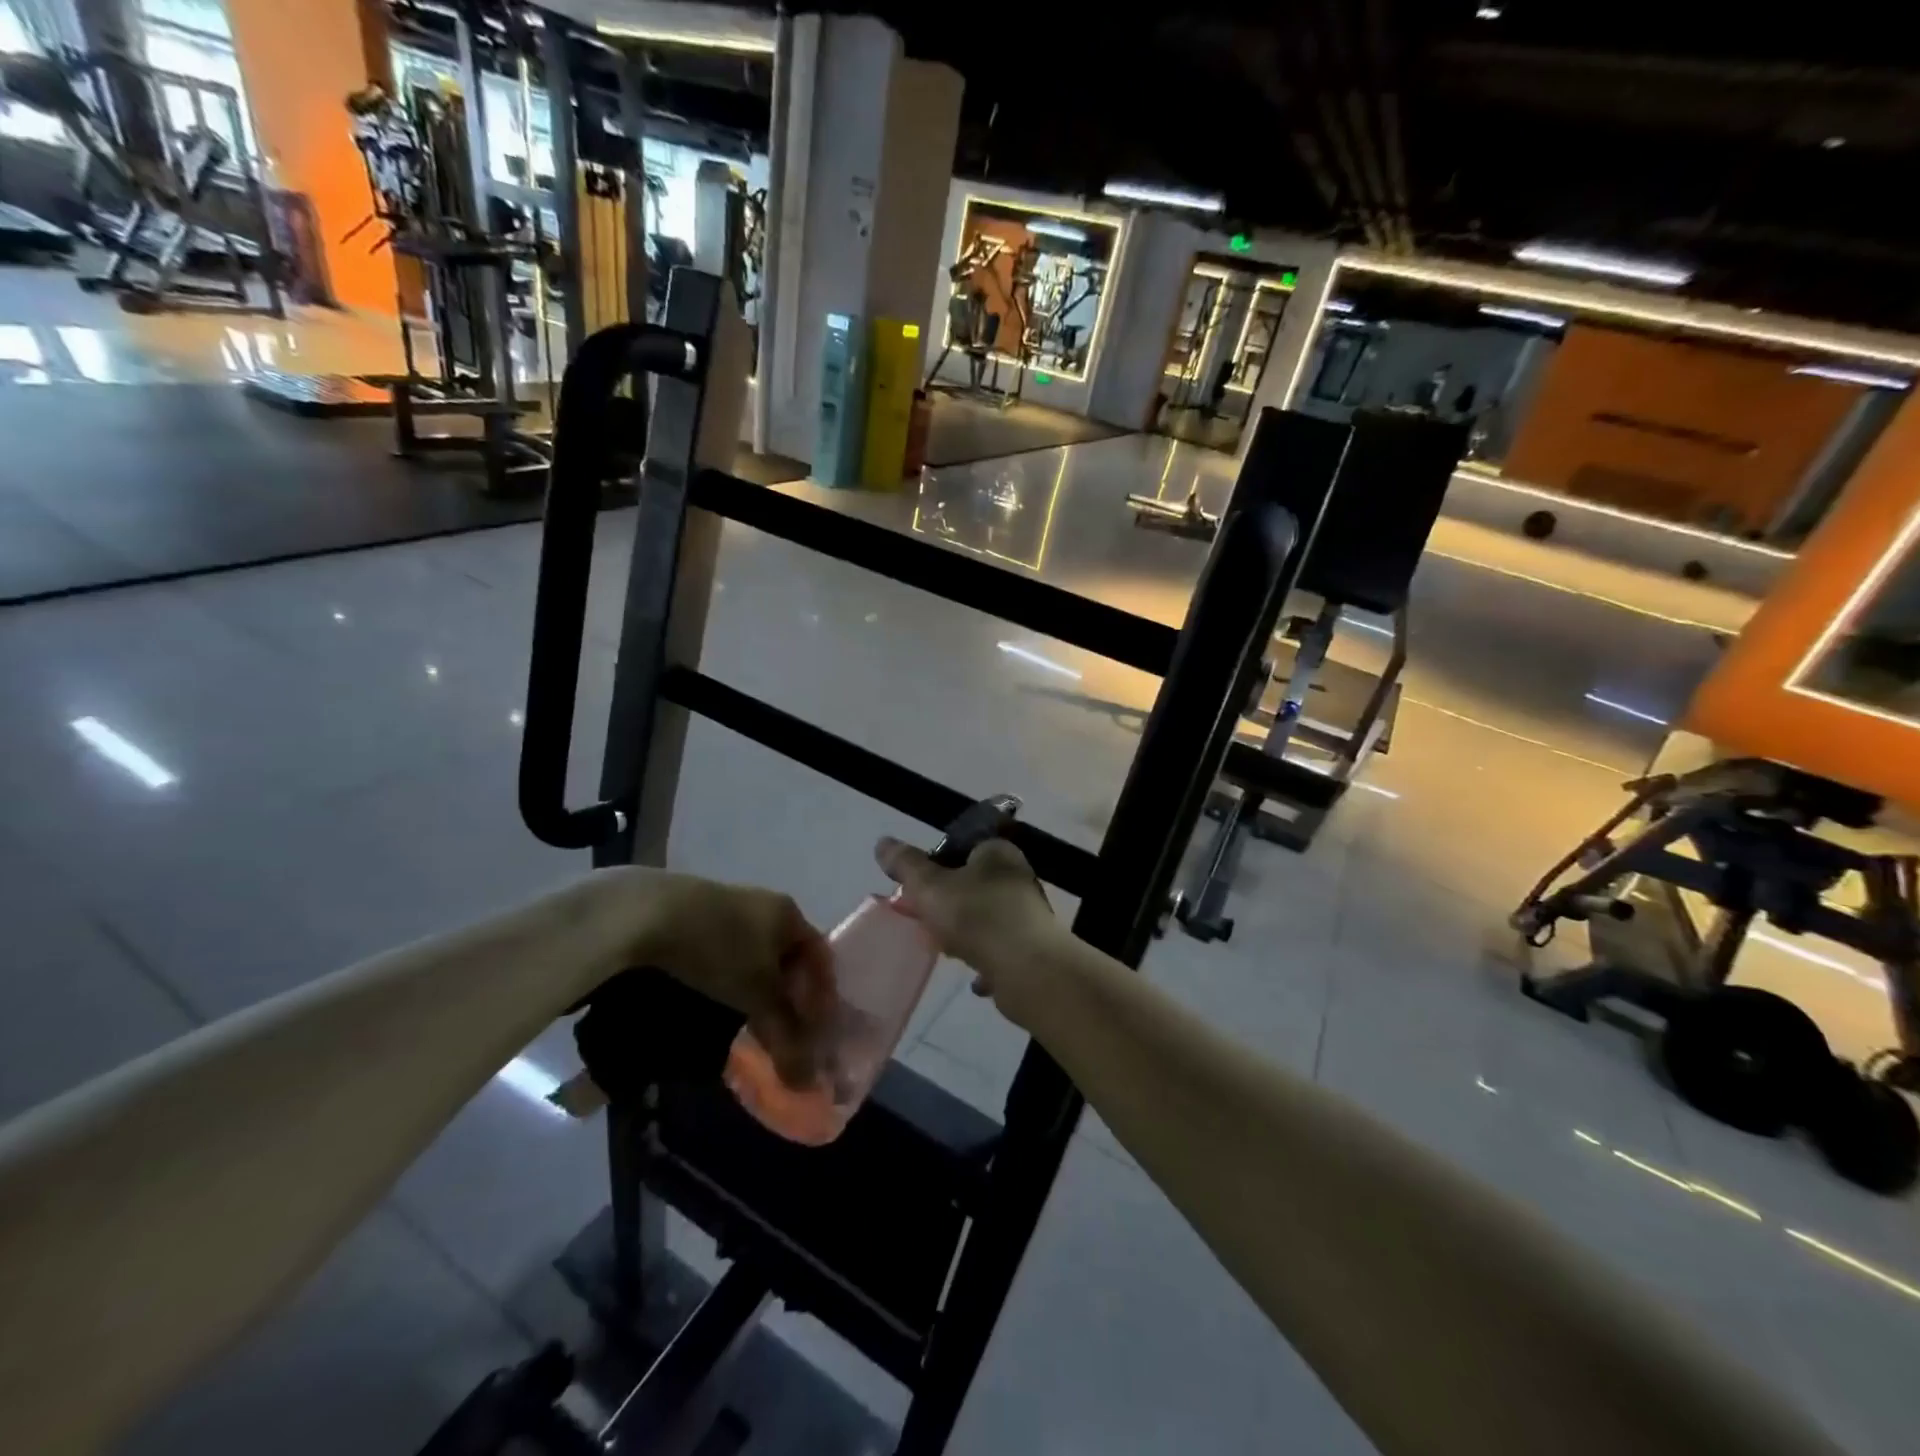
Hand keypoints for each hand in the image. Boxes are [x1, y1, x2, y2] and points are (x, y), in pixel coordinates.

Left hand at [599, 867, 834, 1084]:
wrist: (649, 914)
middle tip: (783, 1036)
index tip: (815, 1033)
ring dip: (758, 994)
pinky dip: (731, 984)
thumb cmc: (720, 949)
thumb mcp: (757, 994)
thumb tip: (807, 1082)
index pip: (820, 956)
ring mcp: (729, 910)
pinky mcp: (696, 920)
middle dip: (789, 999)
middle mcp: (765, 907)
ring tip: (749, 1026)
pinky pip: (728, 957)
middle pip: (788, 959)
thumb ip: (785, 1034)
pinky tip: (718, 1005)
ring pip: (756, 960)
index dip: (822, 996)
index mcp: (789, 913)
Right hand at [875, 836, 1059, 1027]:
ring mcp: (1029, 914)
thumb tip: (882, 843)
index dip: (936, 866)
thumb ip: (906, 865)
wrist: (1027, 969)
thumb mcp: (929, 886)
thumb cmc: (976, 916)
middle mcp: (1018, 877)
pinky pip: (1001, 950)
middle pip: (973, 885)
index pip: (963, 848)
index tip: (918, 890)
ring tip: (947, 950)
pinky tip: (973, 978)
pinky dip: (987, 962)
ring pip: (987, 919)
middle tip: (928, 923)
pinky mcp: (1034, 947)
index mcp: (998, 852)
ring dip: (967, 934)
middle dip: (949, 904)